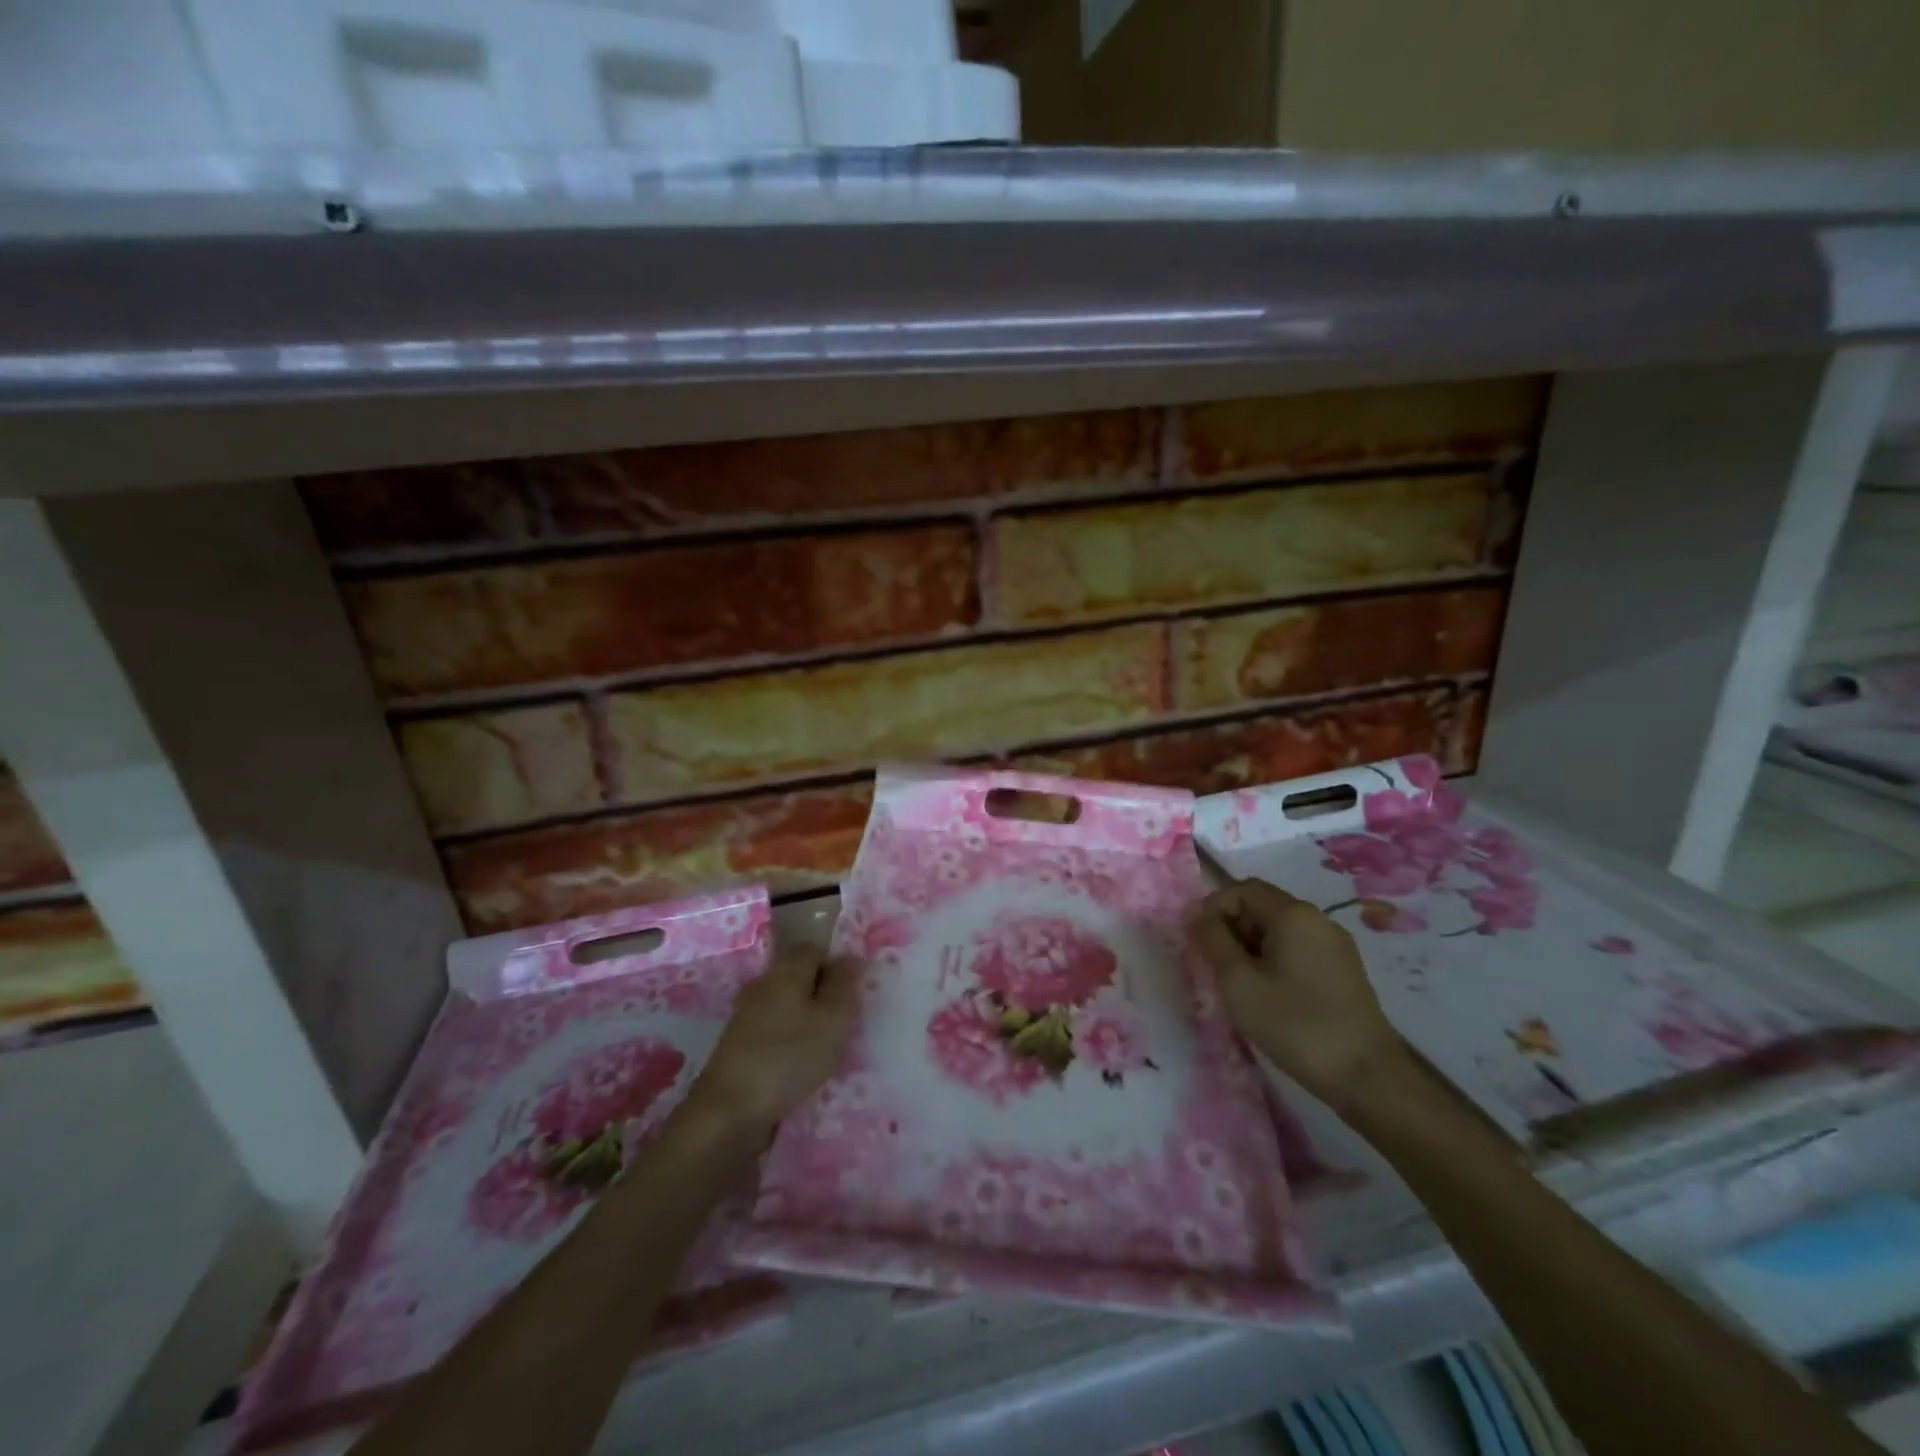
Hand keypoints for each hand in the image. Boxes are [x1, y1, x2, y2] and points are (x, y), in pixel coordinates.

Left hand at [691, 945, 858, 1136]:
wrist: (728, 1113)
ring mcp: (746, 1016)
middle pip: (799, 976)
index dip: (836, 965)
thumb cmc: (789, 1058)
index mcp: (785, 971)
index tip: (853, 994)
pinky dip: (789, 1042)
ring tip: (826, 1050)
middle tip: (844, 1023)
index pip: (814, 949)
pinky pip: (773, 1031)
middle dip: (823, 995)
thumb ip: (844, 985)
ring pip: (786, 1005)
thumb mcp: (832, 1020)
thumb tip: (851, 957)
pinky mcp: (738, 1046)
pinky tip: (799, 1067)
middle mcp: (762, 985)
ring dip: (807, 1021)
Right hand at [1186, 877, 1404, 1107]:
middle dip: (1231, 930)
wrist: (1368, 1078)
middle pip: (1261, 907)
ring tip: (1241, 987)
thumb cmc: (1295, 1025)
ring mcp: (1335, 946)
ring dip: (1250, 949)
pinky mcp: (1344, 971)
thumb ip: (1211, 940)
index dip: (1212, 909)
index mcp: (1293, 914)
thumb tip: (1193, 912)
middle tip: (1217, 969)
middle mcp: (1318, 919)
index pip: (1241, 889)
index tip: (1199, 944)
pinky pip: (1297, 950)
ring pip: (1278, 931)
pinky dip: (1273, 962)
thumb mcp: (1238, 982)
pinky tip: (1270, 997)